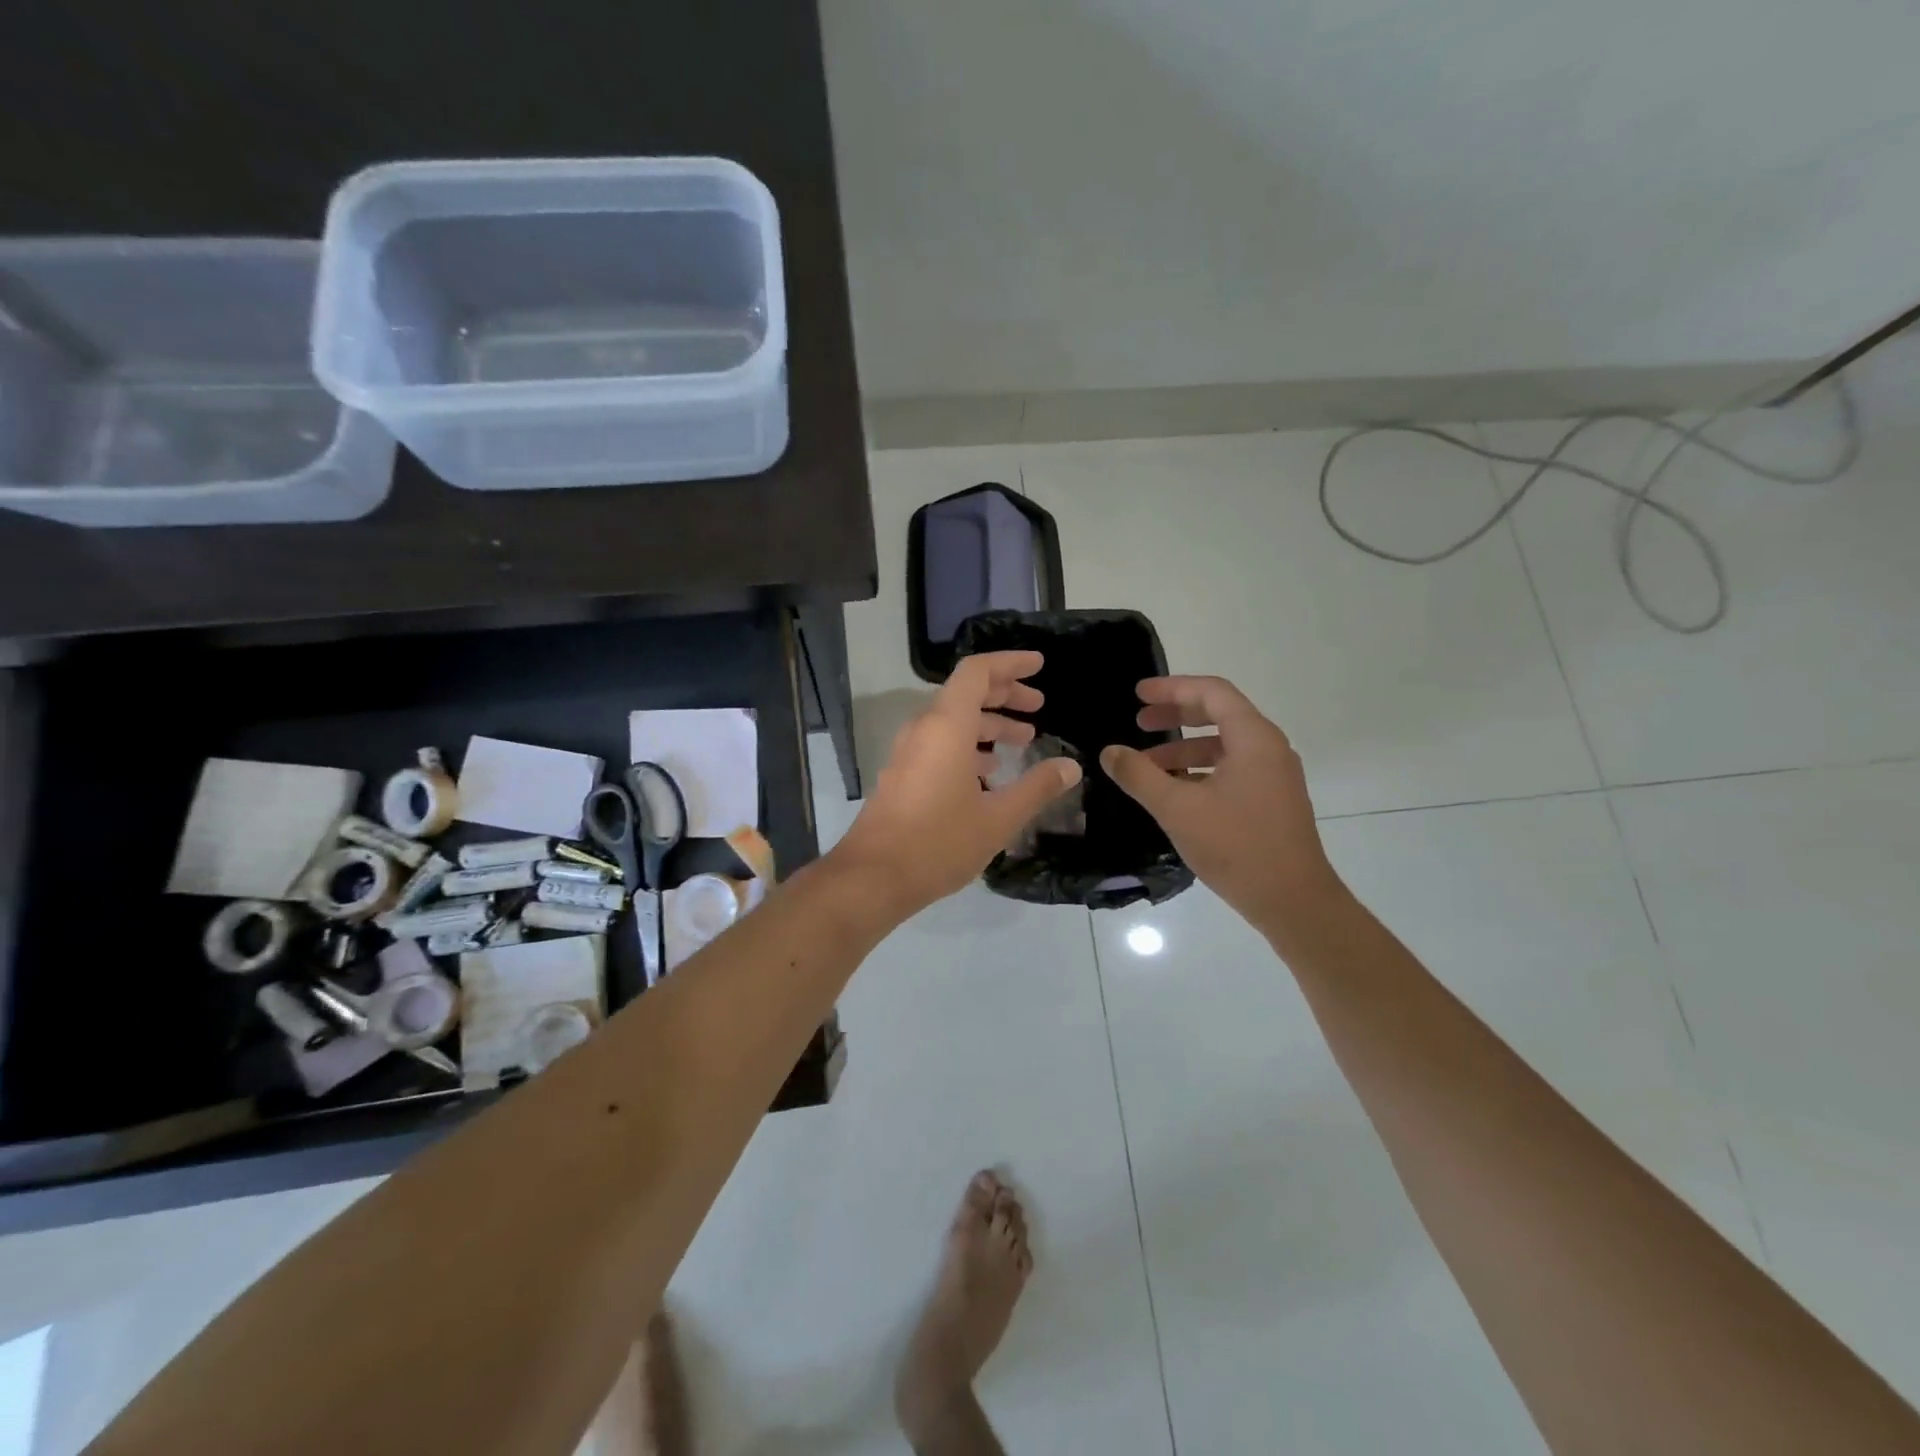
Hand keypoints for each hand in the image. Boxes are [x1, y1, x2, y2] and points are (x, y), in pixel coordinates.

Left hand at [834, 652, 1082, 916]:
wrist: (873, 876)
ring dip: (988, 723)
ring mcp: (909, 751)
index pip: (977, 672)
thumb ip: (1037, 787)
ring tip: (1023, 740)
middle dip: (1005, 694)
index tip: (1039, 665)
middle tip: (1038, 706)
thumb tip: (1070, 766)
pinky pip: (939, 743)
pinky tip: (990, 773)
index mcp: (947, 726)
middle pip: (966, 693)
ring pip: (953, 721)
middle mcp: (924, 729)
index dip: (1010, 663)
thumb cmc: (940, 841)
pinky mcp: (903, 773)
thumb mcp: (999, 817)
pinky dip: (968, 745)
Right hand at [1100, 675, 1341, 933]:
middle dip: (1176, 715)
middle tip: (1140, 722)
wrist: (1293, 902)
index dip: (1172, 688)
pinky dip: (1200, 770)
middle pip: (1219, 714)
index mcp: (1254, 739)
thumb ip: (1139, 776)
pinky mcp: (1272, 800)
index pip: (1212, 693)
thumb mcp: (1177, 809)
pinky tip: (1174, 791)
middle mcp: (1269, 749)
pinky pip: (1232, 769)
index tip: (1138, 694)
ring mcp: (1274, 776)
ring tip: (1146, 765)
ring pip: (1224, 745)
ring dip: (1184, 748)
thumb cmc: (1236, 847)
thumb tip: (1110, 752)